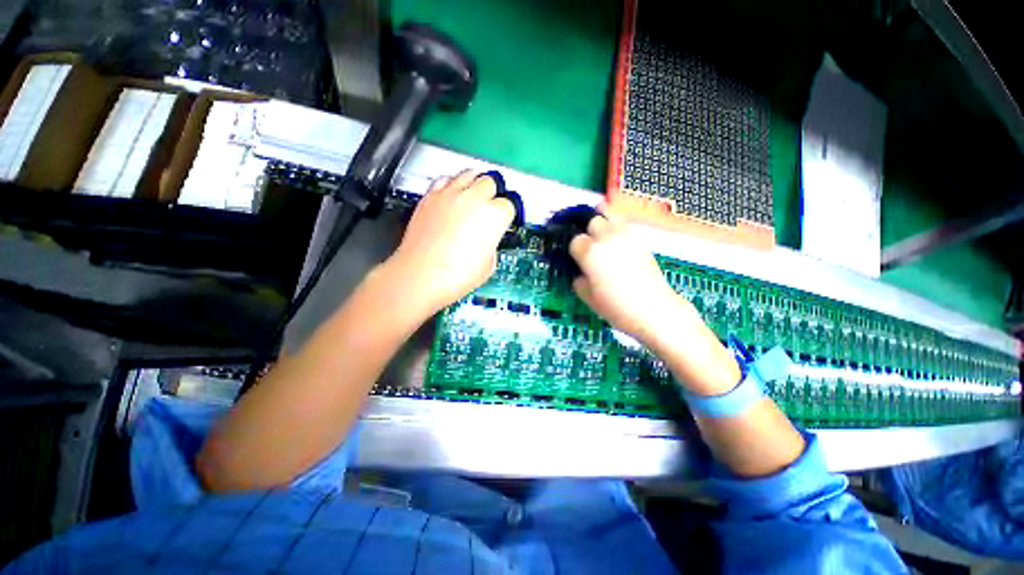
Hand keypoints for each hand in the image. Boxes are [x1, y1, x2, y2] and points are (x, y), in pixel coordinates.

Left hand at [384, 170, 514, 316]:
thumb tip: (487, 240)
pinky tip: (451, 194)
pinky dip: (451, 183)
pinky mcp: (430, 196)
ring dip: (474, 182)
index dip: (507, 213)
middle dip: (493, 193)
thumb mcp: (489, 265)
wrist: (421, 275)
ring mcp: (450, 194)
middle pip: (490, 181)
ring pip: (469, 173)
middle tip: (490, 205)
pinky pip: (444, 179)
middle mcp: (474, 198)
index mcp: (495, 215)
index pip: (509, 204)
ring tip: (473, 193)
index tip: (504, 219)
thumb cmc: (456, 275)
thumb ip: (492, 245)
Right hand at [569, 206, 691, 346]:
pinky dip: (617, 228)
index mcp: (590, 252)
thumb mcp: (587, 296)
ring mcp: (626, 236)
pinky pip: (624, 225)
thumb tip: (581, 271)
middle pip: (593, 221)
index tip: (577, 259)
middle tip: (589, 247)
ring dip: (603, 224)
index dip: (575, 250)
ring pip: (610, 216)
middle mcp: (607, 238)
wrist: (653, 309)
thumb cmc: (615, 306)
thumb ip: (579, 279)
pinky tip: (617, 244)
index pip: (575, 240)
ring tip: (602, 238)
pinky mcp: (640, 239)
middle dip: (588, 232)